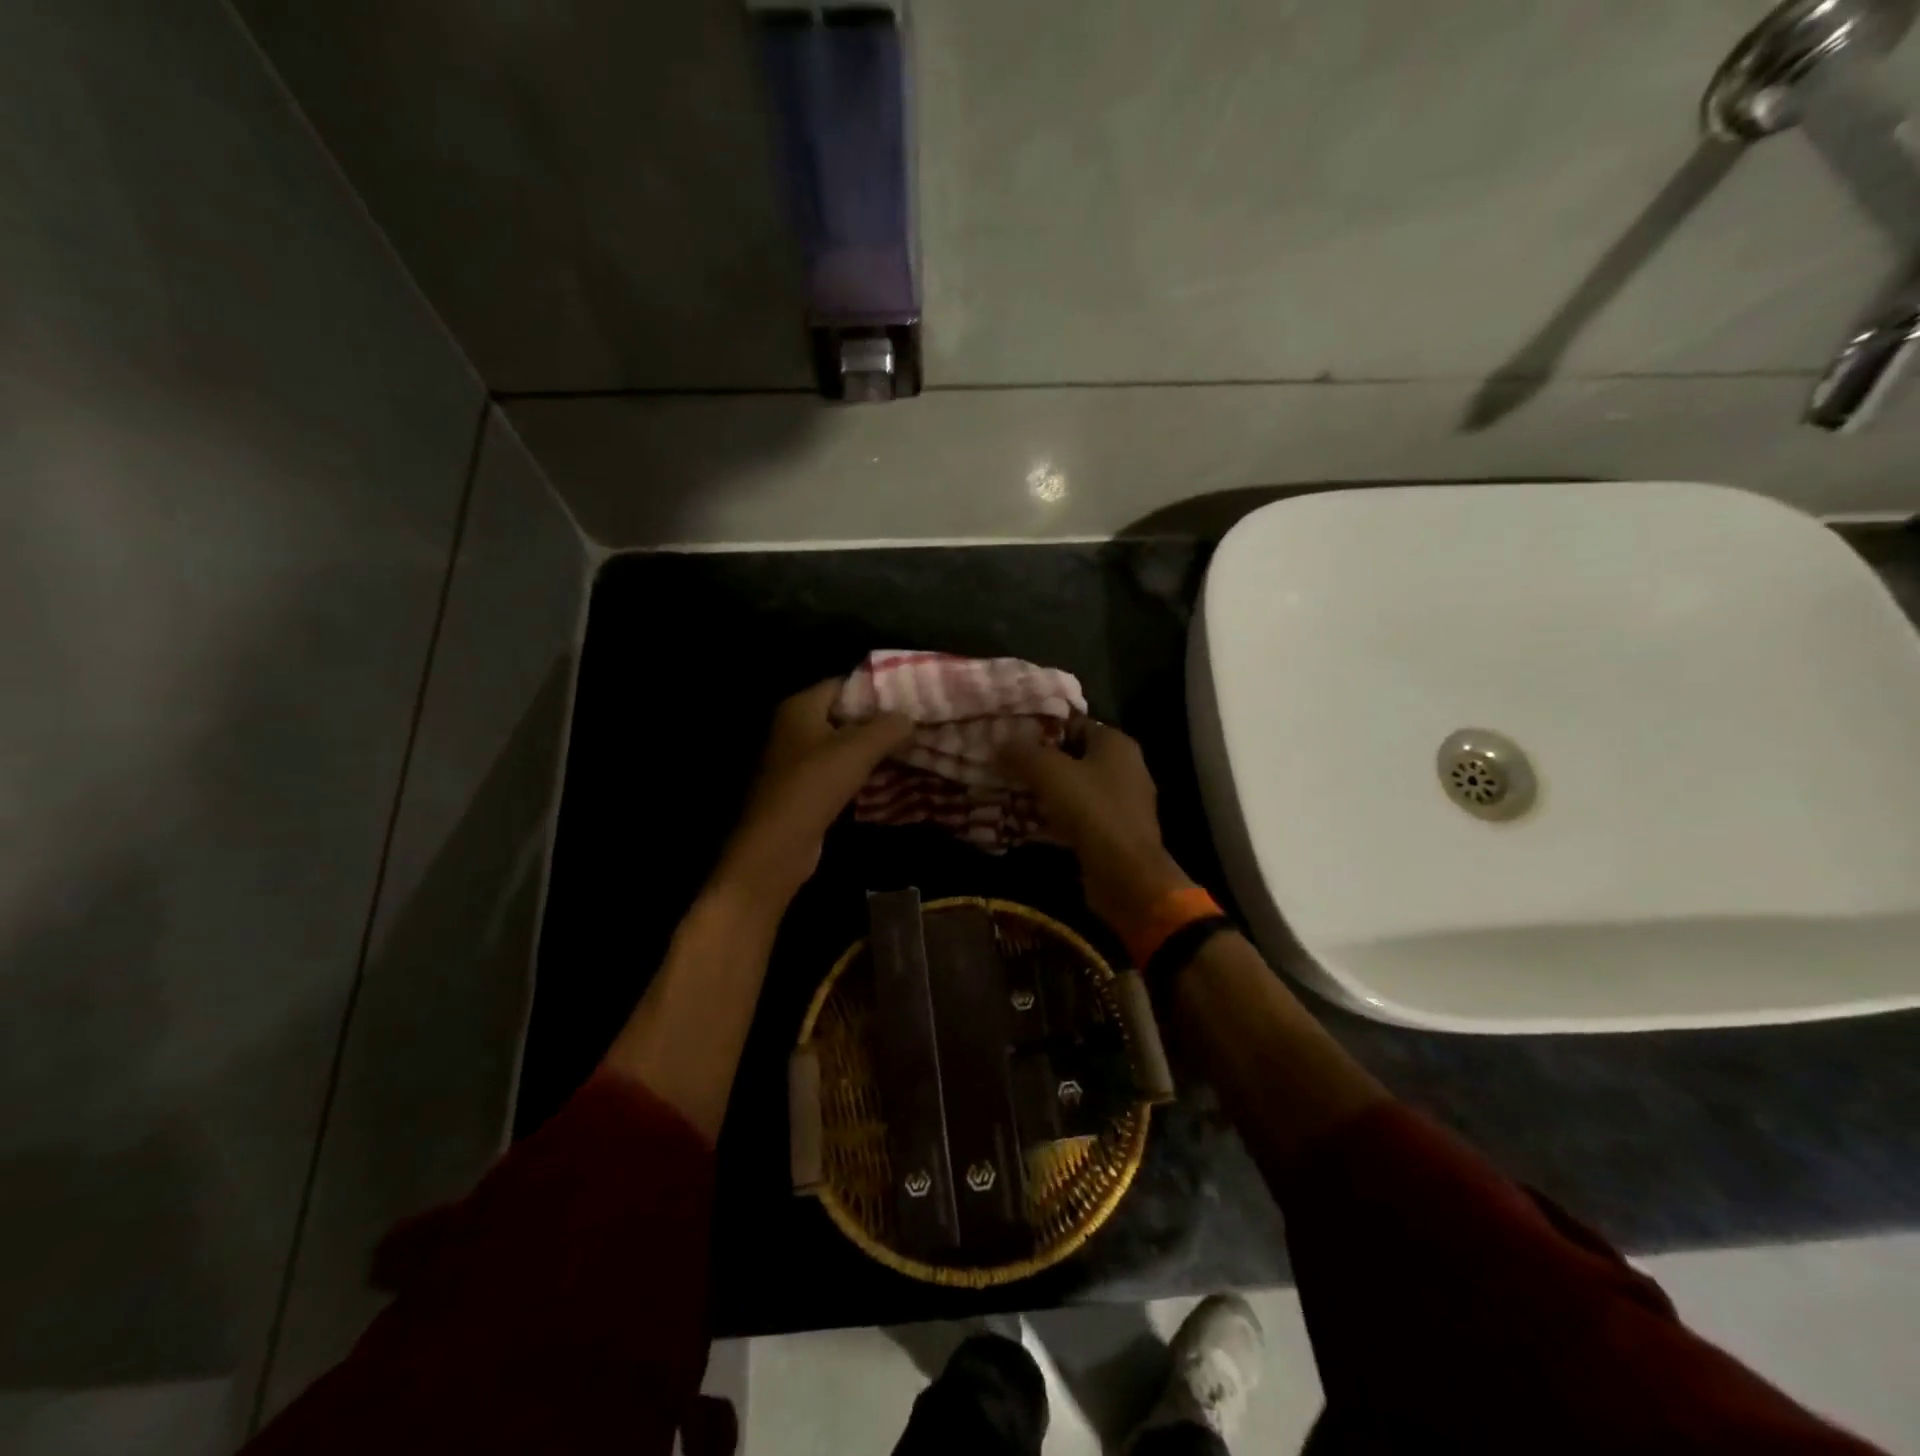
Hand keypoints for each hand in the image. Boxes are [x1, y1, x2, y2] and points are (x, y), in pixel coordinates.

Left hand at [713, 680, 913, 903]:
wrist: (777, 846)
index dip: (876, 689)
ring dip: (872, 749)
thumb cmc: (814, 785)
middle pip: (843, 715)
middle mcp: (793, 728)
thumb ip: (889, 727)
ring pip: (842, 746)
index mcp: (800, 707)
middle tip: (914, 724)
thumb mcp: (859, 749)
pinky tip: (887, 777)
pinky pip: (837, 771)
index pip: (843, 684)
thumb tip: (910, 718)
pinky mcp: (802, 789)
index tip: (909, 697)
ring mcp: (795, 760)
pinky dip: (860, 773)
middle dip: (878, 721)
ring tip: (909, 749)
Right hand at [999, 722, 1197, 939]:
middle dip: (1039, 762)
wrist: (1126, 874)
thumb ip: (1022, 753)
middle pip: (1073, 757)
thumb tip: (1000, 742)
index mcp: (1116, 744)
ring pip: (1074, 789)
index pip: (1073, 724)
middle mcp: (1124, 768)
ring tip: (1010, 793)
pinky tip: (1027, 825)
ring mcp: (1121, 803)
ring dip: (1045, 792)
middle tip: (1004, 766)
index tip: (1009, 737)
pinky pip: (1078, 817)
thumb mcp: (1049, 773)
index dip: (1041, 729)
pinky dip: (1055, 818)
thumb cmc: (1091, 810)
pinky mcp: (1113, 833)